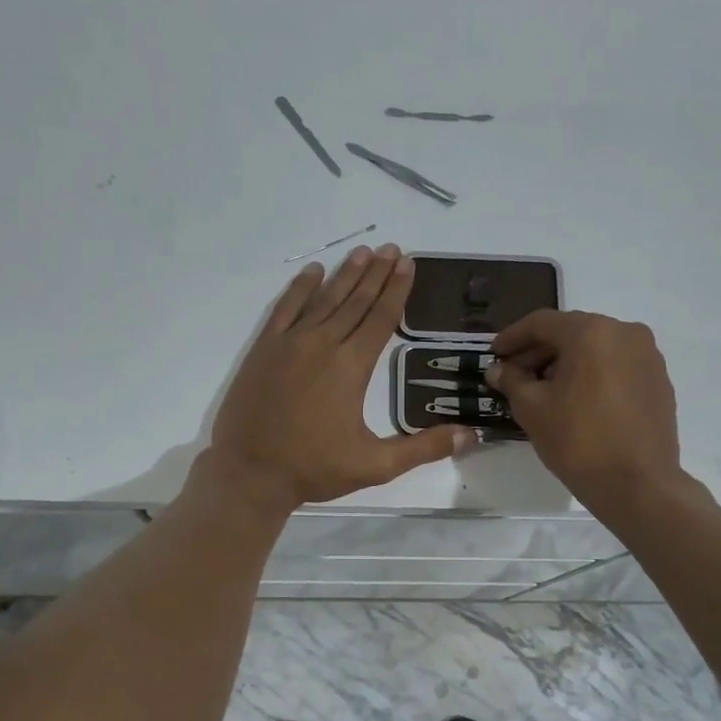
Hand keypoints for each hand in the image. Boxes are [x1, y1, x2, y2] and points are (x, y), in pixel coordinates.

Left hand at [204, 246, 472, 511]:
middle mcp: (323, 344)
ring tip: (363, 252)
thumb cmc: (314, 469)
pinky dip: (300, 288)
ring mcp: (289, 343)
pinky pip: (285, 308)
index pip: (381, 318)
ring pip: (324, 299)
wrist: (249, 472)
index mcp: (351, 367)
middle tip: (392, 248)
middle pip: (355, 301)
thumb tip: (471, 435)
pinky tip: (313, 272)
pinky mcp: (264, 349)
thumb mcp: (375, 466)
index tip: (408, 263)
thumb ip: (423, 448)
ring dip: (345, 274)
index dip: (397, 290)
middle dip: (376, 274)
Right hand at [486, 311, 685, 510]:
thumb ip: (512, 381)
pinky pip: (616, 366)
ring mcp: (647, 356)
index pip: (542, 323)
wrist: (638, 484)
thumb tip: (499, 369)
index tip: (494, 353)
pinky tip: (576, 400)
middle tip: (514, 374)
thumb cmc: (578, 441)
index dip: (513, 337)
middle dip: (540, 351)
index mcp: (592, 332)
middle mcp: (625, 332)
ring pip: (596, 349)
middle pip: (571, 332)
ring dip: (566, 363)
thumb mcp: (532, 409)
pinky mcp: (659, 380)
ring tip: (544, 390)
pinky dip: (592, 374)